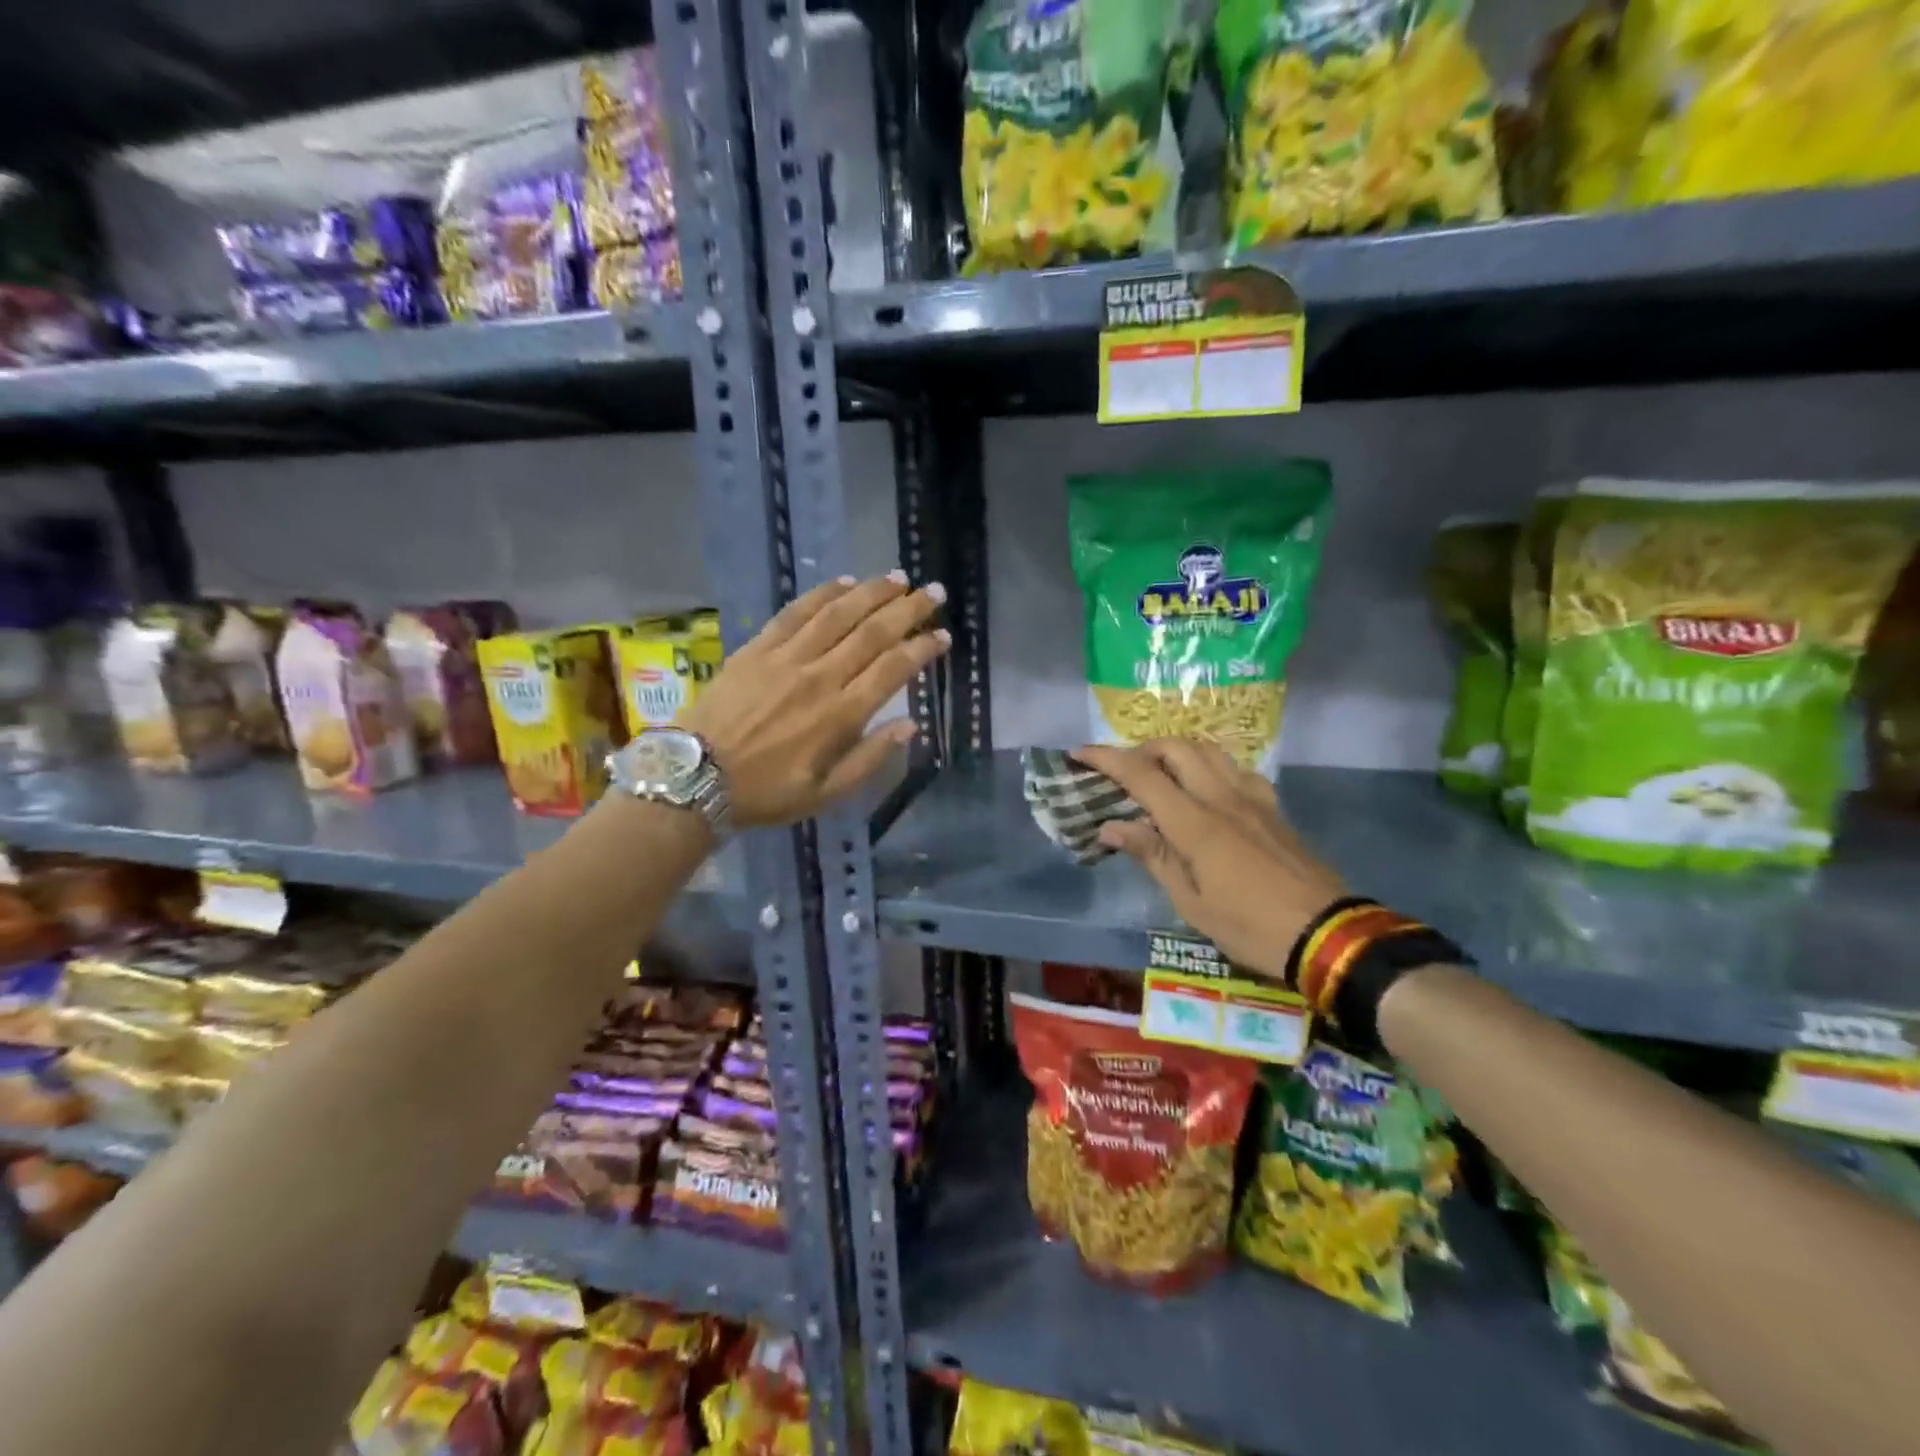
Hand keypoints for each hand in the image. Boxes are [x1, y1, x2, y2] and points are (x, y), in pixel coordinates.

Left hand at [685, 572, 947, 826]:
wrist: (695, 778)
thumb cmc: (766, 792)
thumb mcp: (826, 794)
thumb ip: (870, 758)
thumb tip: (910, 725)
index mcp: (840, 716)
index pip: (893, 670)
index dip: (922, 648)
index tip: (943, 636)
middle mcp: (820, 678)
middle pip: (872, 633)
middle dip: (908, 609)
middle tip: (934, 591)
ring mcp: (786, 659)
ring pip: (838, 614)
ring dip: (872, 592)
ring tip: (898, 577)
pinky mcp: (757, 648)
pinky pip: (795, 613)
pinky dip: (822, 594)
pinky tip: (844, 582)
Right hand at [1075, 739, 1345, 983]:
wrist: (1327, 935)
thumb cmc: (1249, 927)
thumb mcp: (1191, 902)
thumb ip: (1152, 855)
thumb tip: (1111, 827)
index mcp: (1195, 823)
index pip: (1141, 775)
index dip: (1106, 759)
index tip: (1078, 753)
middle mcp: (1222, 797)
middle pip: (1176, 748)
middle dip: (1141, 750)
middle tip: (1123, 774)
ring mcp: (1252, 798)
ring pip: (1208, 750)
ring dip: (1176, 752)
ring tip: (1160, 776)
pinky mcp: (1272, 807)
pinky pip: (1236, 769)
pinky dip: (1210, 767)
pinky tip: (1207, 791)